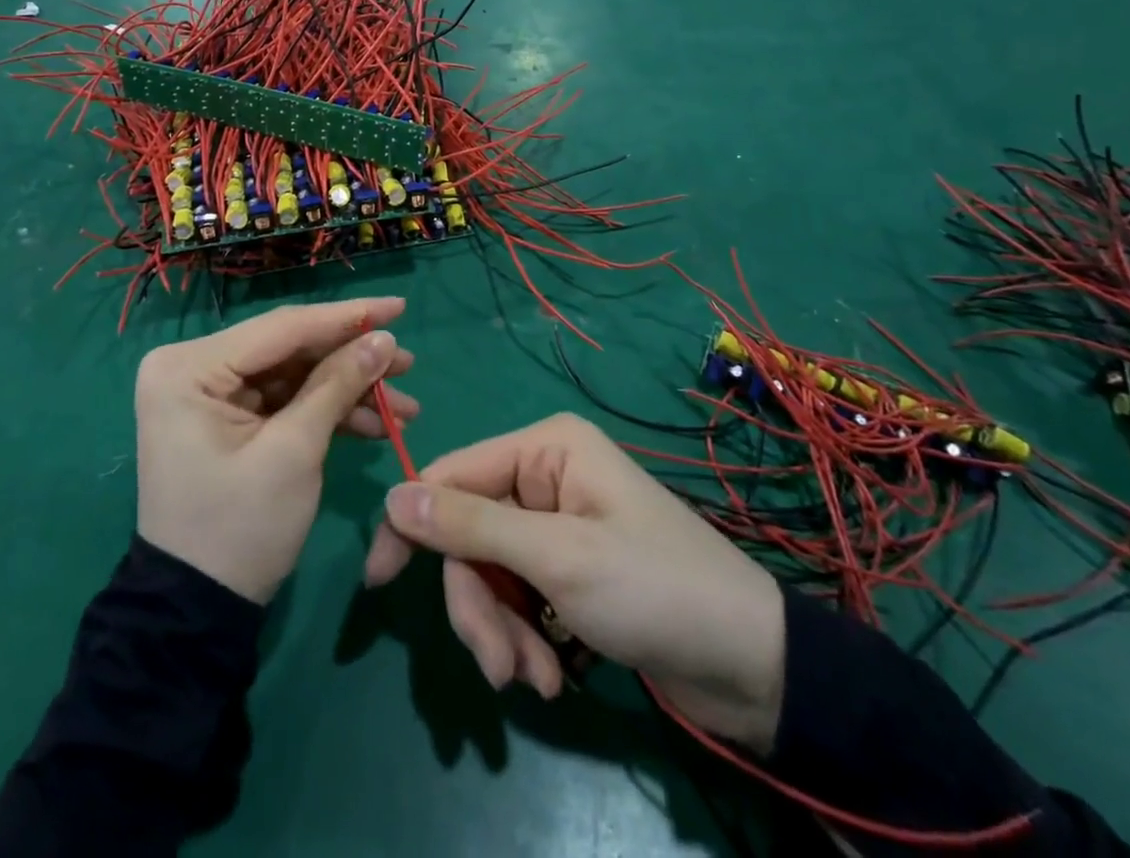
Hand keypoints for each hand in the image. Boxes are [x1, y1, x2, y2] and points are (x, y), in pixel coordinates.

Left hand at [137, 297, 416, 604]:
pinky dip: (327, 410)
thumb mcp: (295, 452)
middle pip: (290, 348)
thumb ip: (339, 384)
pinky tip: (375, 423)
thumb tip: (383, 338)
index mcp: (189, 367)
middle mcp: (192, 367)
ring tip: (404, 403)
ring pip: (293, 373)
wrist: (196, 611)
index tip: (399, 306)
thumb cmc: (240, 529)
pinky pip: (284, 399)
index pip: (282, 328)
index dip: (346, 317)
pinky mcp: (226, 416)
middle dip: (352, 358)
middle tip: (407, 362)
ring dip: (347, 388)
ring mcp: (209, 392)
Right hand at [364, 413, 786, 751]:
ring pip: (489, 572)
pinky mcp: (566, 567)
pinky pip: (516, 595)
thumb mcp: (558, 558)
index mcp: (544, 448)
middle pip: (469, 534)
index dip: (411, 525)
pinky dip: (524, 638)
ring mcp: (554, 523)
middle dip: (479, 605)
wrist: (750, 667)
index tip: (378, 582)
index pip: (451, 475)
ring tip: (536, 682)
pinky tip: (553, 676)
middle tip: (499, 667)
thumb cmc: (655, 590)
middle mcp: (544, 475)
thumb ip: (471, 527)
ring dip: (502, 631)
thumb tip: (391, 497)